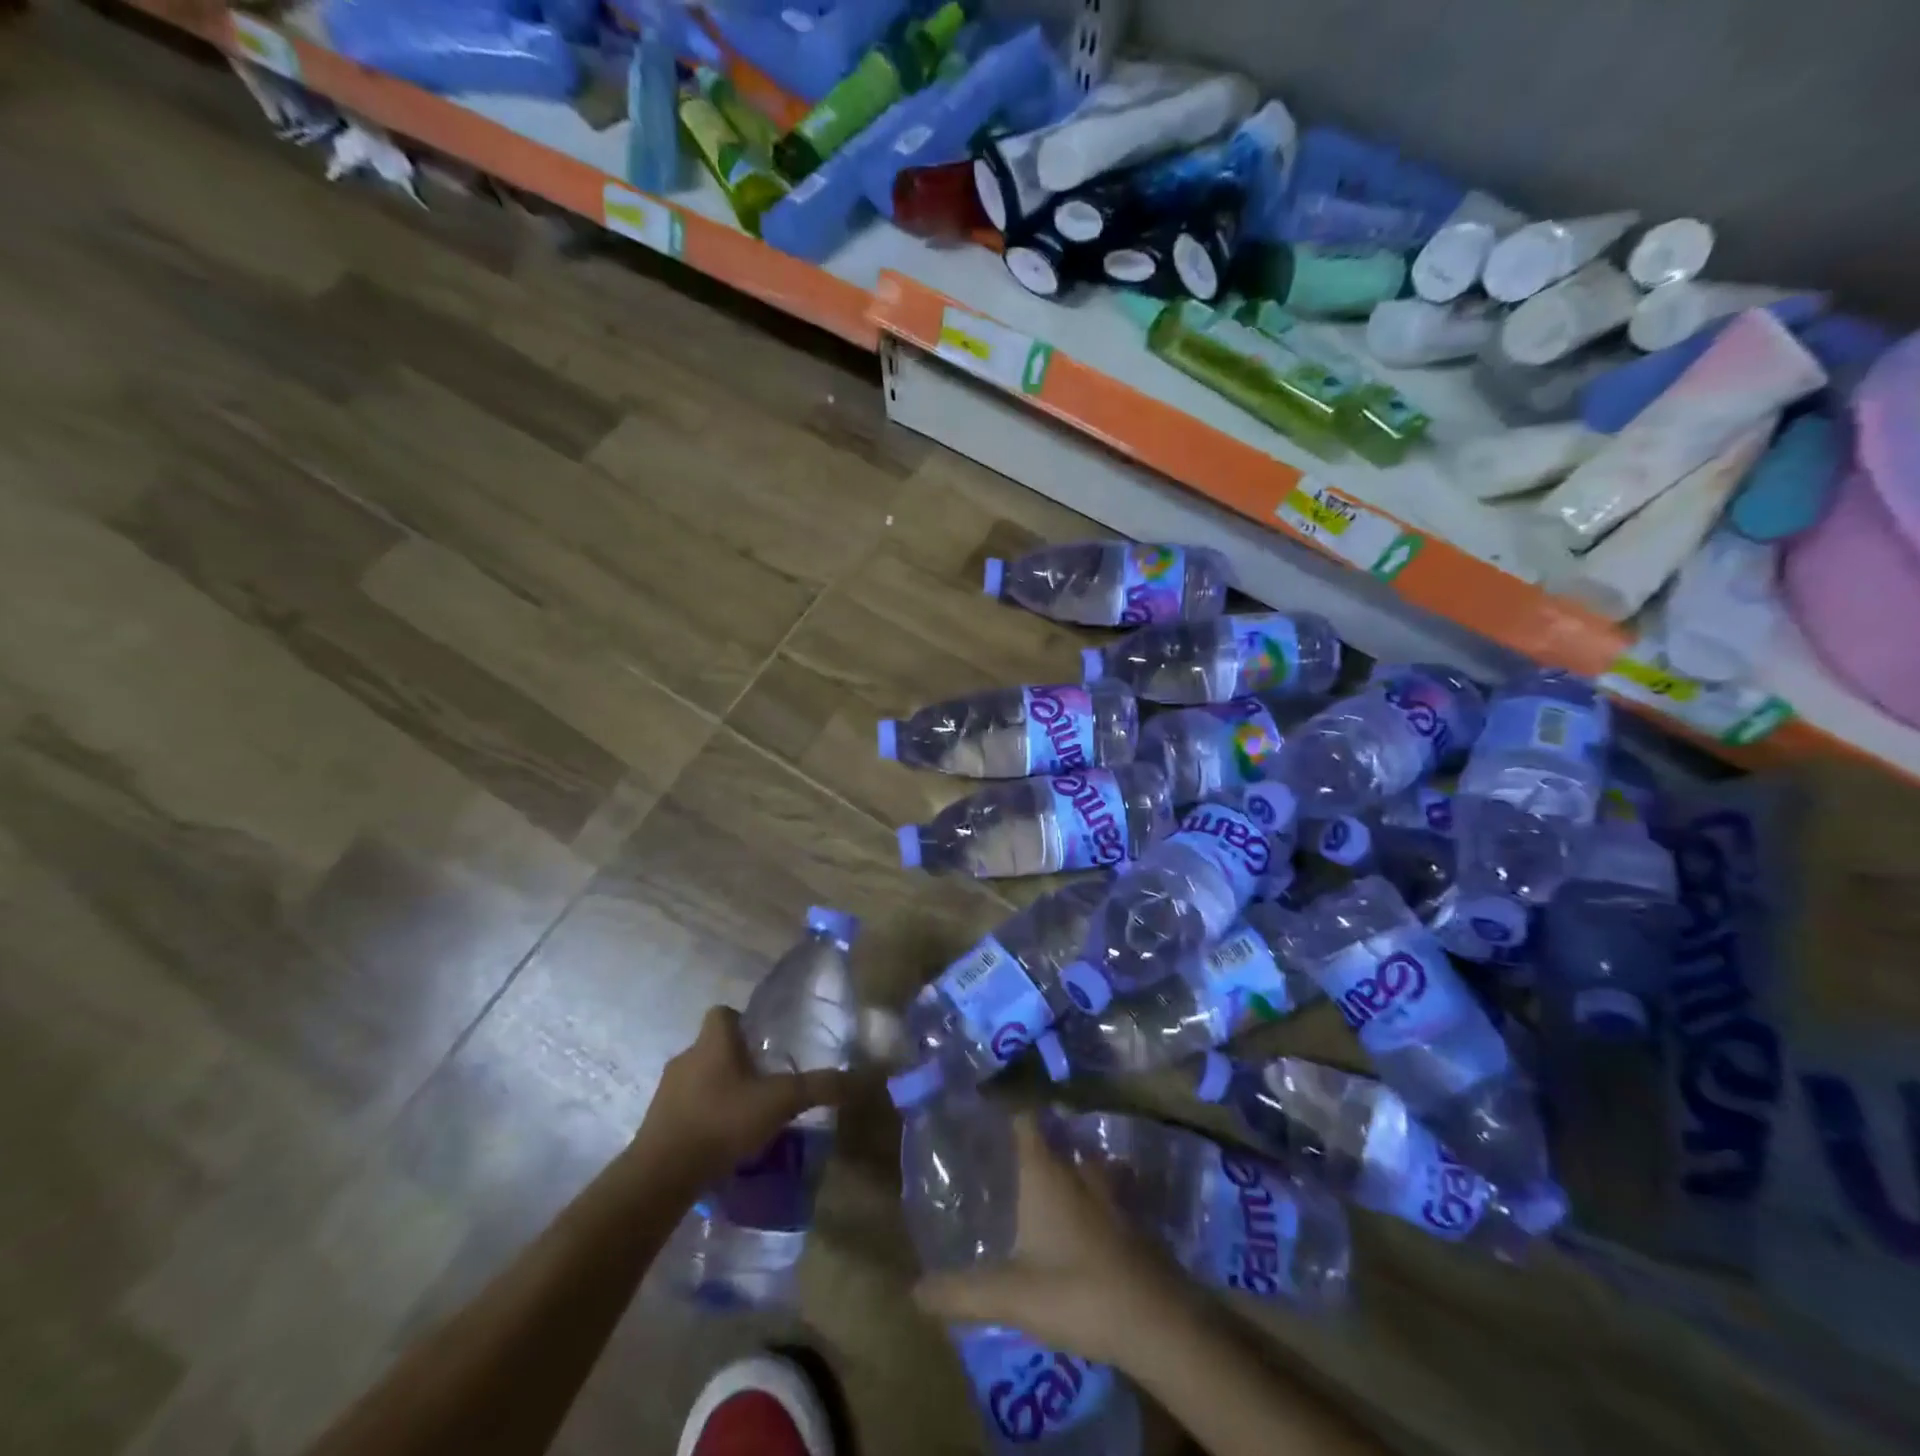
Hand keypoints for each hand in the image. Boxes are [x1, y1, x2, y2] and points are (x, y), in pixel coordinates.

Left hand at [634, 1006, 853, 1188]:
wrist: (662, 1174)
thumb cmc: (722, 1120)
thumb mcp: (780, 1101)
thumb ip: (819, 1087)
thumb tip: (863, 1077)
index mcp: (714, 1041)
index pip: (723, 1012)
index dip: (742, 1021)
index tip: (762, 1042)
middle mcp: (687, 1056)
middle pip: (712, 1046)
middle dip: (736, 1060)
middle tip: (763, 1082)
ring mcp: (667, 1091)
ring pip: (698, 1078)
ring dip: (718, 1090)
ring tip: (745, 1116)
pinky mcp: (657, 1122)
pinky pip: (685, 1109)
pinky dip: (703, 1117)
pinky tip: (722, 1141)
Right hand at [912, 1112, 1193, 1368]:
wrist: (1157, 1322)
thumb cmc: (1077, 1292)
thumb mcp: (1011, 1296)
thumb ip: (962, 1292)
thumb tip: (913, 1291)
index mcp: (1046, 1171)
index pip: (1024, 1115)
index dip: (1005, 1102)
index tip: (984, 1095)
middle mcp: (1077, 1169)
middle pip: (1053, 1135)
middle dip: (1031, 1136)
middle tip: (1004, 1144)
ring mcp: (1109, 1191)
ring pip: (1081, 1161)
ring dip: (1064, 1163)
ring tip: (1042, 1177)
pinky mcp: (1130, 1217)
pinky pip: (1102, 1189)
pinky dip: (1088, 1192)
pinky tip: (1078, 1217)